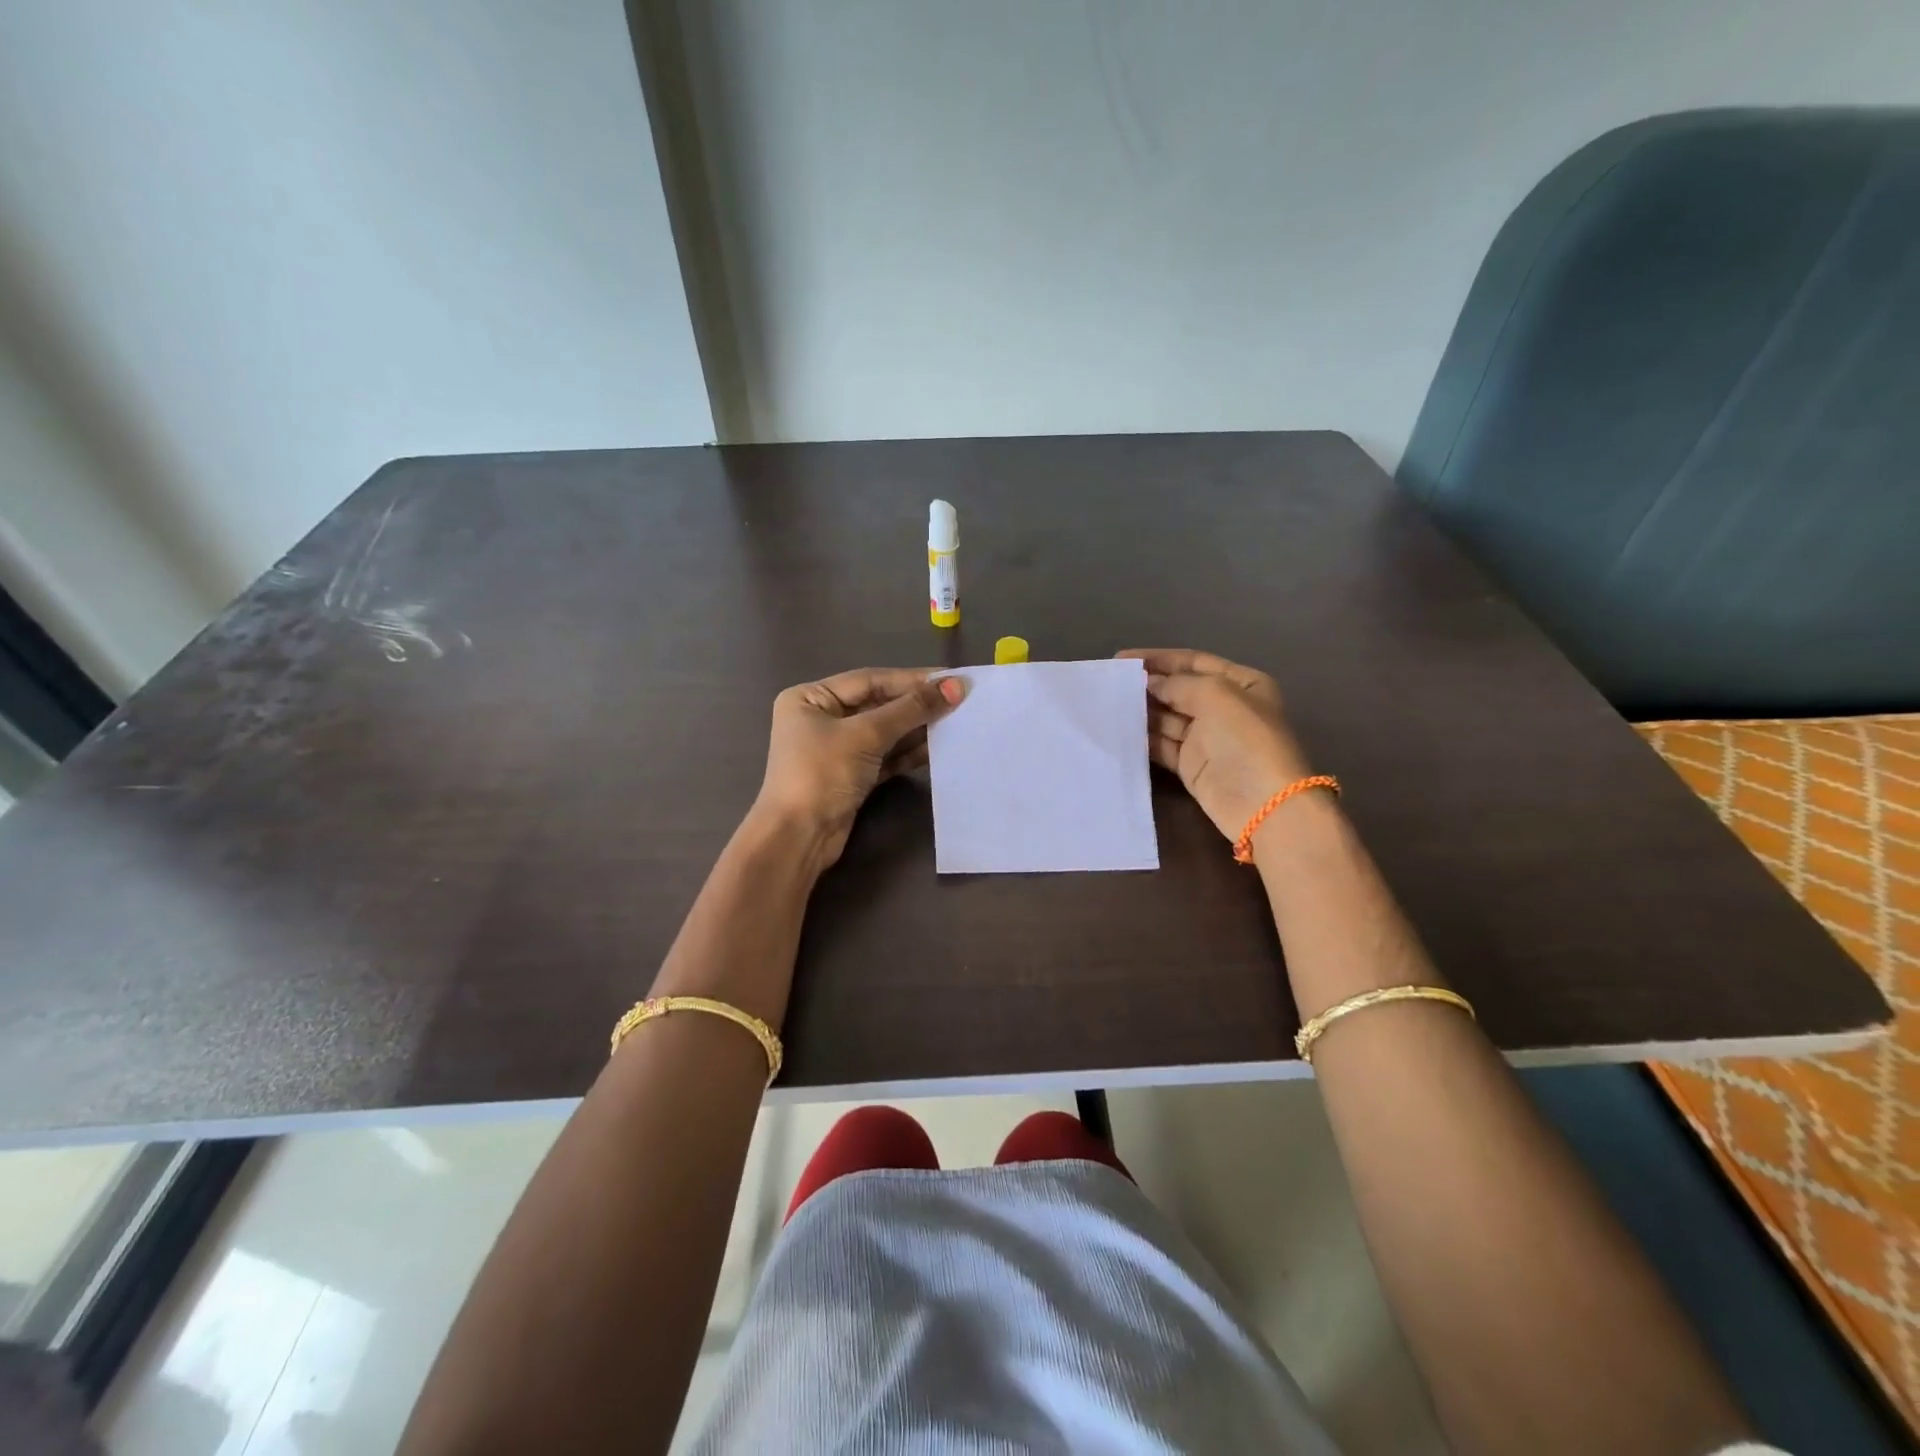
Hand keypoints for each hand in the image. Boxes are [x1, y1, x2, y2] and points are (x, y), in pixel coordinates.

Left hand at [754, 667, 965, 866]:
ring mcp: (837, 750)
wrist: (799, 838)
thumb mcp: (865, 735)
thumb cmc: (822, 774)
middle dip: (917, 705)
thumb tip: (954, 686)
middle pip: (878, 704)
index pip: (870, 680)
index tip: (952, 679)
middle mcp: (822, 719)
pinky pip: (886, 756)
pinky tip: (938, 748)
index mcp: (812, 698)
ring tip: (956, 722)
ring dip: (918, 728)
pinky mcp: (852, 776)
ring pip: (885, 732)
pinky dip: (909, 752)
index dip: (912, 679)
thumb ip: (910, 710)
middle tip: (960, 700)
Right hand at [1118, 648, 1314, 841]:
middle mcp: (1225, 707)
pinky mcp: (1192, 765)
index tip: (1122, 659)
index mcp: (1241, 683)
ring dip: (1141, 711)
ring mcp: (1208, 738)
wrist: (1262, 804)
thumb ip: (1178, 684)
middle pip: (1178, 689)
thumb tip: (1149, 683)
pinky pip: (1162, 745)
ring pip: (1167, 718)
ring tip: (1107, 704)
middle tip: (1110, 683)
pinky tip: (1119, 730)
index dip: (1159, 659)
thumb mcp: (1215, 696)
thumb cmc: (1245, 739)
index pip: (1194, 662)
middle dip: (1147, 685)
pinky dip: (1143, 738)